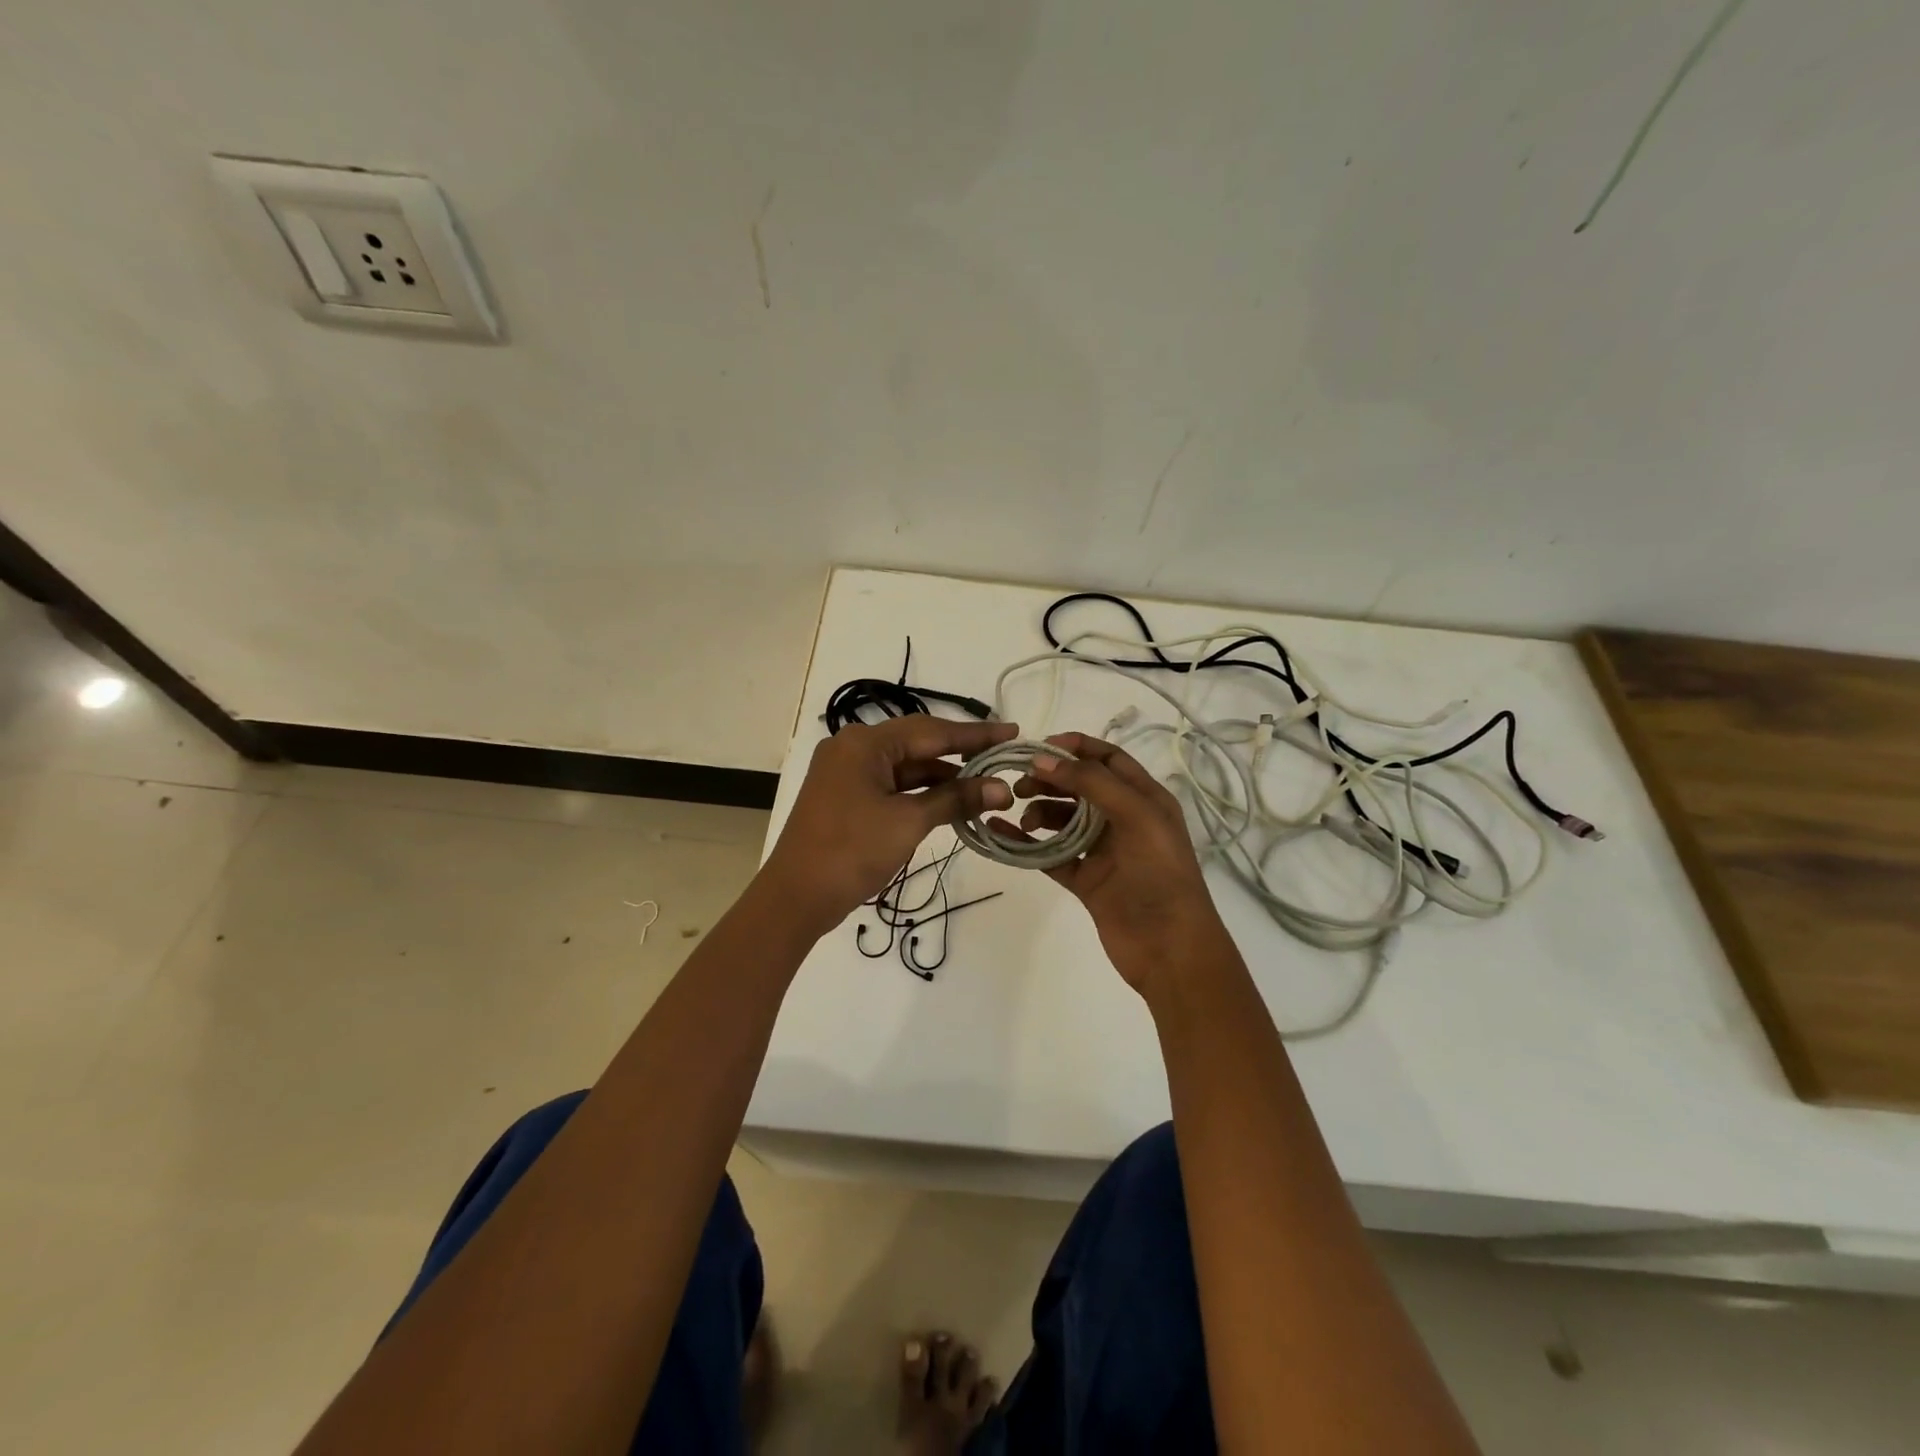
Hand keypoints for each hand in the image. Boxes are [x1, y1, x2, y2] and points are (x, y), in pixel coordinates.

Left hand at [759, 715, 1017, 933]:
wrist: (795, 898)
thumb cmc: (851, 851)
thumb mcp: (908, 822)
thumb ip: (956, 799)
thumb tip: (1002, 788)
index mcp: (864, 743)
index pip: (932, 730)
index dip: (975, 735)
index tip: (1012, 732)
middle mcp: (853, 748)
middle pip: (918, 744)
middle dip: (962, 754)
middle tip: (1004, 756)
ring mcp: (847, 773)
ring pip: (906, 767)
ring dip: (943, 778)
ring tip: (987, 784)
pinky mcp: (847, 797)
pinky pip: (893, 785)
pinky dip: (921, 793)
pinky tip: (952, 800)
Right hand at [995, 732, 1234, 995]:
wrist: (1170, 949)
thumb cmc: (1160, 874)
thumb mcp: (1136, 816)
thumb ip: (1091, 783)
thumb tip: (1044, 760)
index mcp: (1145, 798)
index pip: (1108, 759)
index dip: (1076, 748)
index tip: (1038, 748)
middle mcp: (1124, 819)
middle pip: (1081, 786)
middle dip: (1050, 780)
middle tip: (1020, 785)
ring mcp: (1103, 850)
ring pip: (1063, 819)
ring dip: (1040, 811)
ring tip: (1024, 818)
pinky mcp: (1086, 879)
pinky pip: (1051, 853)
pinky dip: (1028, 843)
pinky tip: (1002, 834)